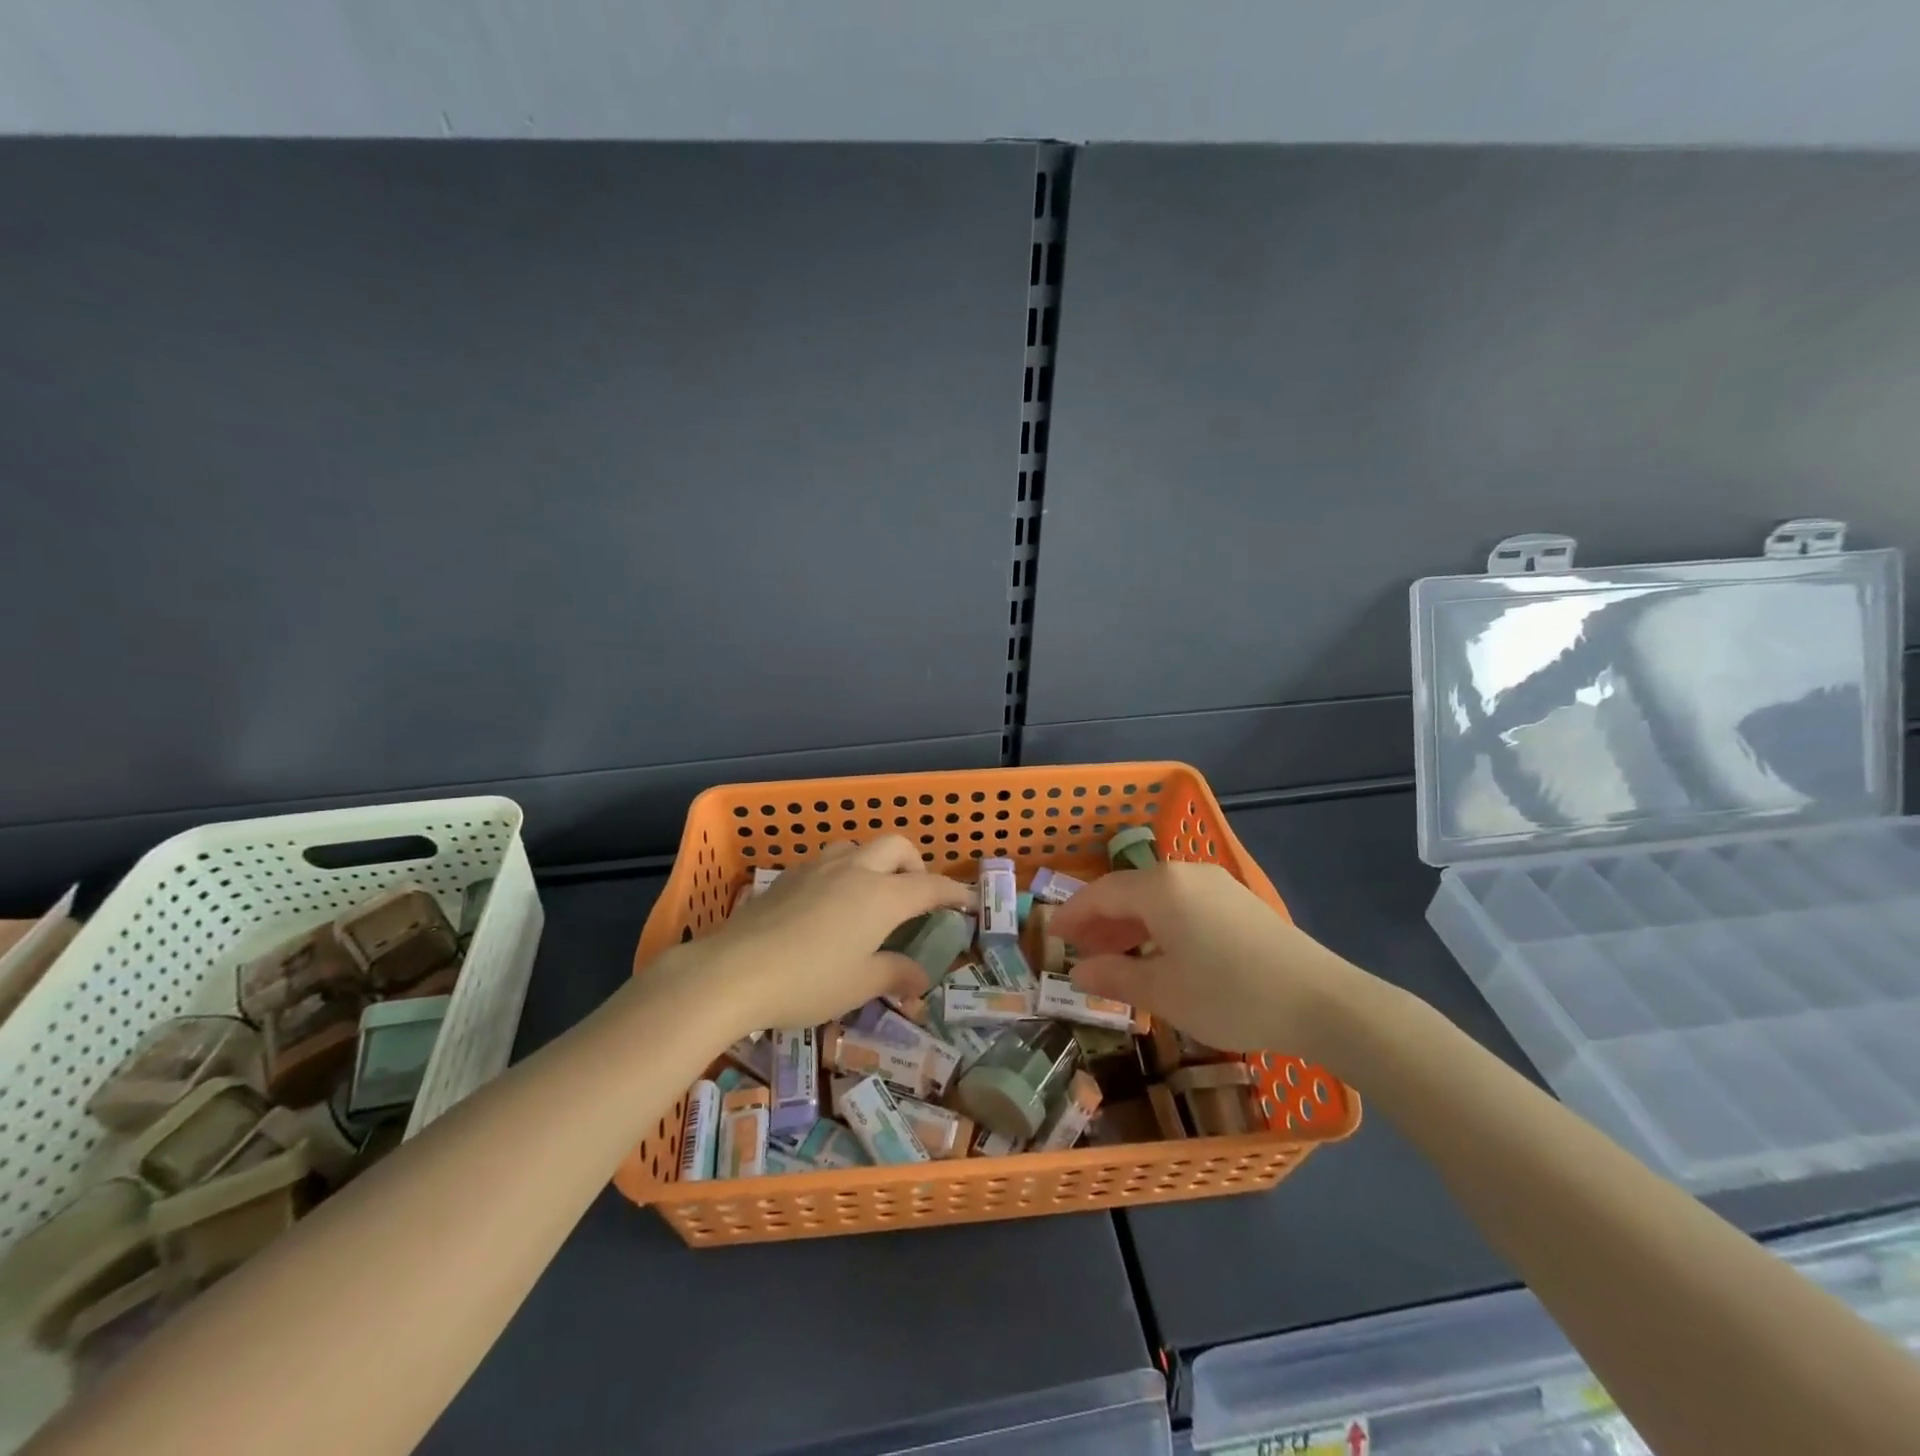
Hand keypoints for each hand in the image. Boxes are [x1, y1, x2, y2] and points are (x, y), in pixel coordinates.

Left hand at [663, 836, 971, 1038]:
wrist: (733, 970)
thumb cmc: (807, 981)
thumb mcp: (859, 985)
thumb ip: (895, 975)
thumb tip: (921, 978)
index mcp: (882, 896)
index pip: (930, 886)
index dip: (954, 892)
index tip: (968, 901)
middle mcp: (855, 870)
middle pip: (897, 846)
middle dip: (916, 864)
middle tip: (916, 895)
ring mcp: (819, 868)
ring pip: (859, 846)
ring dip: (876, 862)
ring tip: (872, 894)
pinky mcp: (789, 876)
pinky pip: (829, 860)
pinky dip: (845, 870)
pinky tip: (831, 902)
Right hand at [1050, 861, 1376, 1058]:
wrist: (1322, 1001)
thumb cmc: (1230, 995)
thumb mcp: (1164, 992)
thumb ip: (1115, 976)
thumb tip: (1078, 971)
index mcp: (1160, 887)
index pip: (1101, 894)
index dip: (1072, 915)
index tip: (1052, 936)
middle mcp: (1184, 874)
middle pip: (1128, 891)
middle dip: (1099, 921)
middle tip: (1078, 952)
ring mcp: (1215, 884)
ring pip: (1156, 898)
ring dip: (1129, 925)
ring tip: (1114, 957)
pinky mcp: (1238, 901)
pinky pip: (1182, 904)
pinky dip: (1159, 925)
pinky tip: (1158, 954)